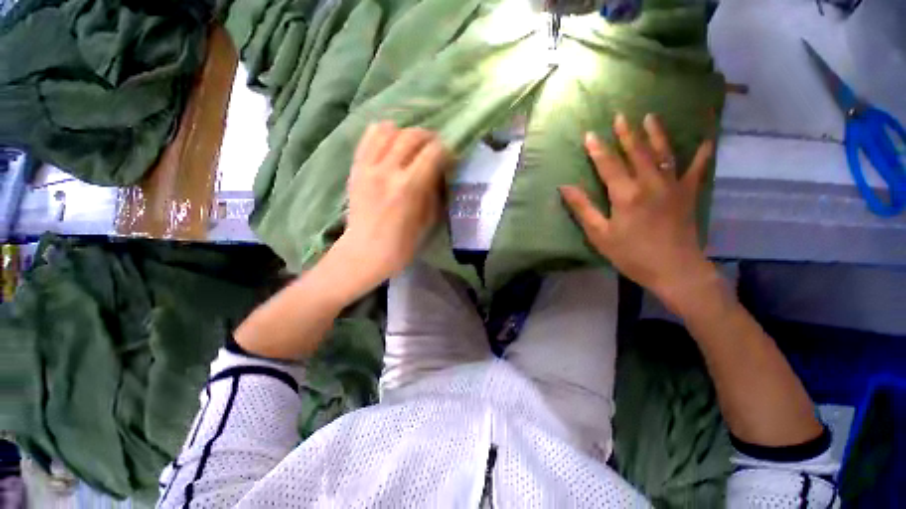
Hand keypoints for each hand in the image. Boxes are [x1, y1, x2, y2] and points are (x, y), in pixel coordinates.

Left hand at [336, 122, 452, 288]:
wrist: (365, 252)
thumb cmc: (402, 244)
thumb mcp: (428, 220)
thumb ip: (435, 192)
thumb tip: (440, 172)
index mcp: (409, 187)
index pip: (434, 152)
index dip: (446, 151)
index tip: (450, 159)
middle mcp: (388, 170)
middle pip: (412, 135)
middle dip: (429, 138)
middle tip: (435, 150)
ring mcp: (368, 166)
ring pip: (388, 130)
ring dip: (405, 133)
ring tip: (412, 146)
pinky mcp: (356, 168)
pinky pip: (368, 138)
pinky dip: (383, 134)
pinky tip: (391, 144)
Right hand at [560, 113, 716, 302]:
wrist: (674, 270)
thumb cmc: (631, 254)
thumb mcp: (599, 235)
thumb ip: (583, 209)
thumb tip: (564, 187)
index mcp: (626, 194)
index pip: (608, 165)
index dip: (597, 149)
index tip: (590, 134)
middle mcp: (650, 183)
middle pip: (636, 152)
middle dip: (626, 133)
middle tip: (621, 115)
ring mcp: (673, 186)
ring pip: (663, 154)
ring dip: (656, 134)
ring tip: (650, 117)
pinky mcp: (689, 194)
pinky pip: (697, 169)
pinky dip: (702, 154)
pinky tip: (707, 140)